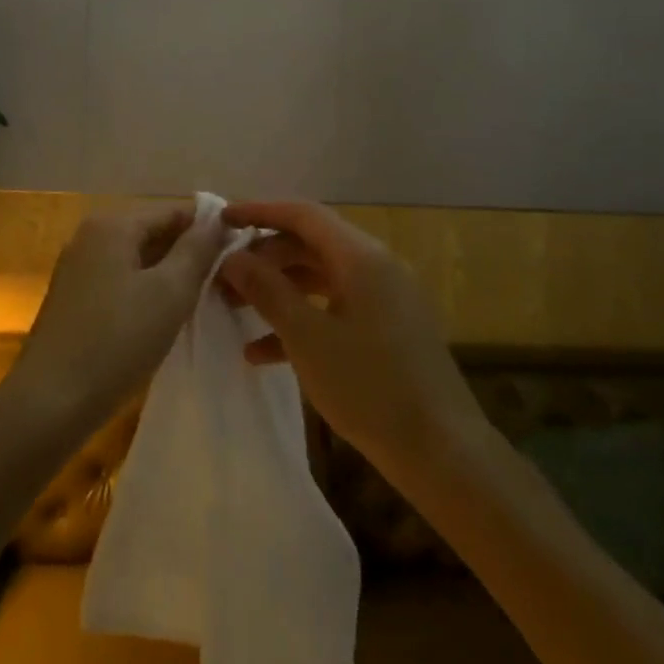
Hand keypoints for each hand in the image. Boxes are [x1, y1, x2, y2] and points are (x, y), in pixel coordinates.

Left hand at [9, 206, 230, 436]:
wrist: (49, 403)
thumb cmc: (117, 340)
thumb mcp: (170, 291)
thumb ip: (197, 249)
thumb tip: (218, 220)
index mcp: (112, 224)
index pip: (174, 211)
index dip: (209, 228)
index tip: (241, 253)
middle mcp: (91, 236)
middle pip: (154, 233)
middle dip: (190, 254)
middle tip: (227, 282)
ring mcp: (78, 268)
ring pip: (138, 260)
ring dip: (170, 276)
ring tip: (204, 300)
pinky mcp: (74, 300)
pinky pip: (121, 282)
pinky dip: (147, 292)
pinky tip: (166, 318)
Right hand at [218, 201, 483, 487]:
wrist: (441, 451)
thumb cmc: (370, 387)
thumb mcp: (307, 338)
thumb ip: (267, 291)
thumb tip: (232, 258)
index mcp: (361, 257)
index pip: (304, 215)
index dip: (260, 212)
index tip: (222, 219)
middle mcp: (376, 266)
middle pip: (310, 244)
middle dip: (264, 257)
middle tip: (223, 275)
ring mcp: (385, 298)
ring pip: (320, 278)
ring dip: (278, 289)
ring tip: (234, 308)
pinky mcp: (387, 329)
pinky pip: (336, 309)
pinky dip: (301, 320)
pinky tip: (261, 353)